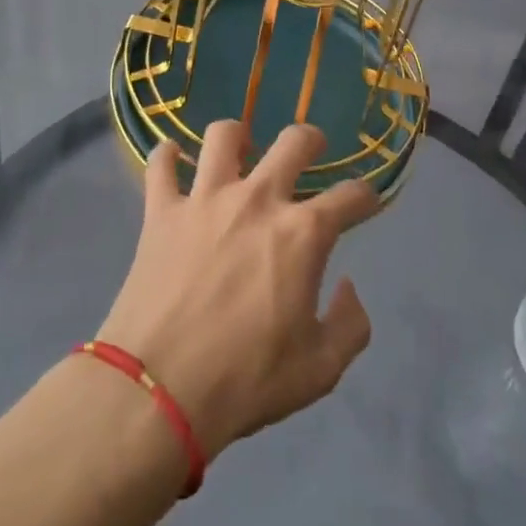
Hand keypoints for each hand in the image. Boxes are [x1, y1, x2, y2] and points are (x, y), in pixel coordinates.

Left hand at [97, 121, 381, 460]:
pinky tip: (173, 160)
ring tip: (240, 151)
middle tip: (310, 152)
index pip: (351, 196)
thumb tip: (348, 288)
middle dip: (311, 140)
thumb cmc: (246, 381)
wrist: (159, 390)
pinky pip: (160, 164)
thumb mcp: (320, 369)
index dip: (365, 196)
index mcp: (303, 234)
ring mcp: (205, 199)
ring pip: (224, 135)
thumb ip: (350, 325)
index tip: (365, 203)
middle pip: (294, 141)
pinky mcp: (161, 210)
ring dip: (238, 137)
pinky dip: (167, 156)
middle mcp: (258, 200)